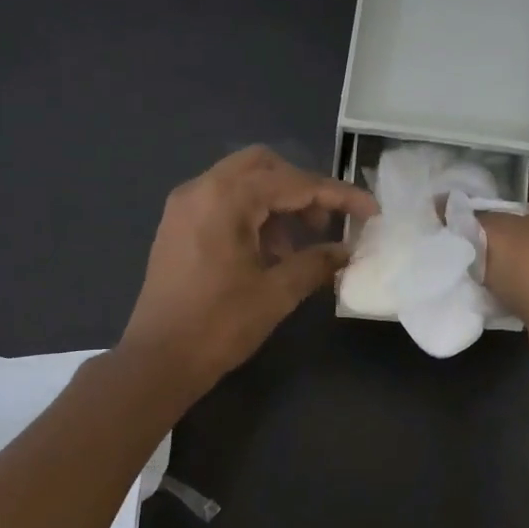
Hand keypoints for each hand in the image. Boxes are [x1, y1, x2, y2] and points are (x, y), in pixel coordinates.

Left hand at [120, 145, 376, 395]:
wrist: (158, 360)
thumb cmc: (218, 326)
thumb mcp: (275, 294)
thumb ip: (315, 264)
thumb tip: (345, 251)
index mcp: (225, 199)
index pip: (293, 183)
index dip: (337, 195)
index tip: (370, 210)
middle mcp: (201, 189)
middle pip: (263, 167)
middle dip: (301, 190)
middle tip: (325, 224)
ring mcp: (184, 207)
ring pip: (241, 184)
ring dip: (276, 204)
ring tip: (297, 249)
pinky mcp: (176, 227)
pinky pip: (222, 203)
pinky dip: (251, 216)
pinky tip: (267, 253)